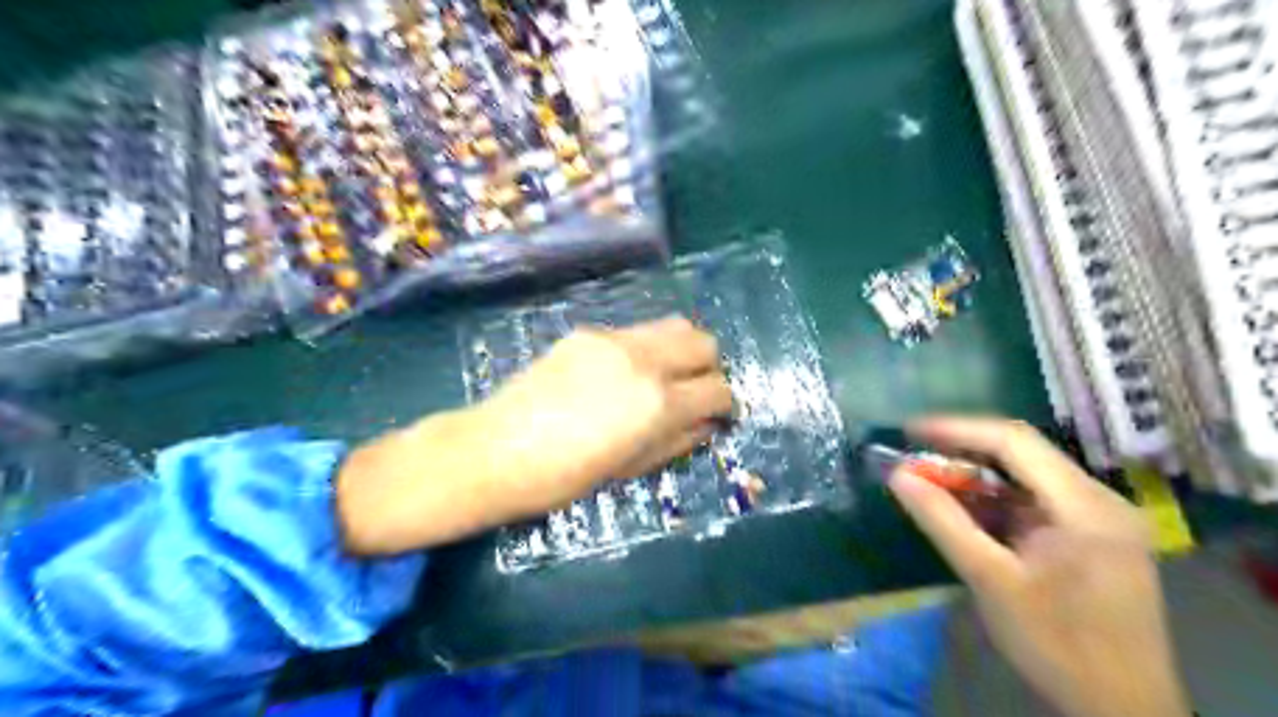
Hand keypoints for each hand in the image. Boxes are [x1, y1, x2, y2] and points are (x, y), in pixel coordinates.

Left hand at [470, 316, 733, 509]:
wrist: (496, 450)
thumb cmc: (564, 477)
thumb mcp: (631, 469)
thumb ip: (678, 441)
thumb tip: (708, 424)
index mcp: (658, 403)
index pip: (718, 388)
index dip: (725, 404)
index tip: (718, 414)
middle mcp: (644, 361)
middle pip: (704, 342)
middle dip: (709, 368)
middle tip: (694, 392)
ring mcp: (614, 339)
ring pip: (673, 325)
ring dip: (681, 350)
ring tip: (664, 377)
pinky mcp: (588, 332)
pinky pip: (634, 332)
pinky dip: (644, 349)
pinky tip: (620, 375)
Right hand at [892, 413, 1187, 715]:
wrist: (1123, 711)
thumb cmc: (1058, 645)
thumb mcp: (990, 580)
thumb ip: (942, 520)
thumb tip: (897, 474)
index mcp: (1086, 506)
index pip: (1014, 442)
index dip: (957, 429)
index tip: (909, 430)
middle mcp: (1100, 500)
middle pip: (1022, 455)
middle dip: (962, 455)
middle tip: (913, 462)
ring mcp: (1100, 518)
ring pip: (1025, 477)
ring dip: (976, 480)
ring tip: (929, 485)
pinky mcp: (1092, 536)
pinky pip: (1034, 502)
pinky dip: (994, 502)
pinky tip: (964, 512)